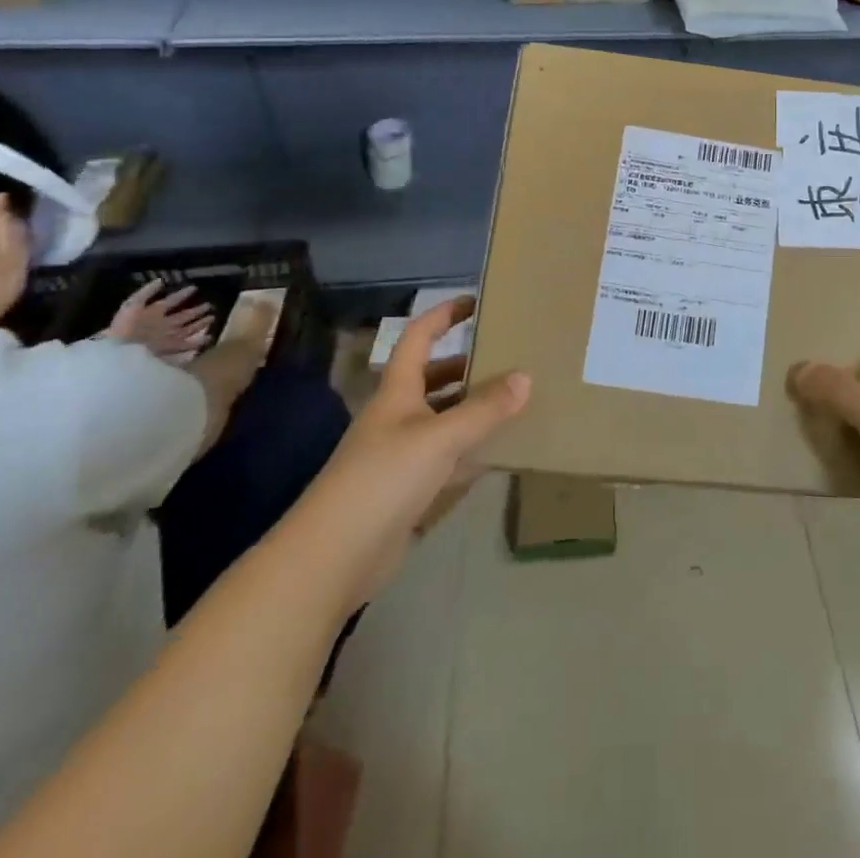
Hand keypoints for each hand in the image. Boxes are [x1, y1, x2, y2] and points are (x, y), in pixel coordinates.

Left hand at [108, 281, 213, 357]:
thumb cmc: (125, 326)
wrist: (120, 351)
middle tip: (209, 305)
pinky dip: (199, 342)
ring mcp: (168, 336)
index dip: (182, 295)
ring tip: (212, 318)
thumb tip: (161, 280)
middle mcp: (163, 325)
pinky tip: (209, 338)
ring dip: (200, 324)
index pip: (172, 301)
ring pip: (188, 329)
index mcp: (154, 313)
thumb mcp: (133, 304)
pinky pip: (188, 345)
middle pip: (183, 316)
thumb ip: (147, 292)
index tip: (194, 288)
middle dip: (196, 311)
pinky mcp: (172, 348)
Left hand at [310, 296, 528, 604]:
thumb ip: (483, 409)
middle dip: (469, 365)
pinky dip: (473, 453)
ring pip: (444, 421)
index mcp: (397, 392)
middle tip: (511, 356)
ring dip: (475, 410)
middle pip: (435, 380)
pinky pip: (448, 462)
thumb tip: (525, 377)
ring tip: (517, 400)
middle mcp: (398, 417)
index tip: (476, 302)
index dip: (443, 316)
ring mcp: (402, 457)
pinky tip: (501, 452)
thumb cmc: (383, 479)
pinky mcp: (410, 492)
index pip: (418, 338)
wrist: (333, 557)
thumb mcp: (438, 438)